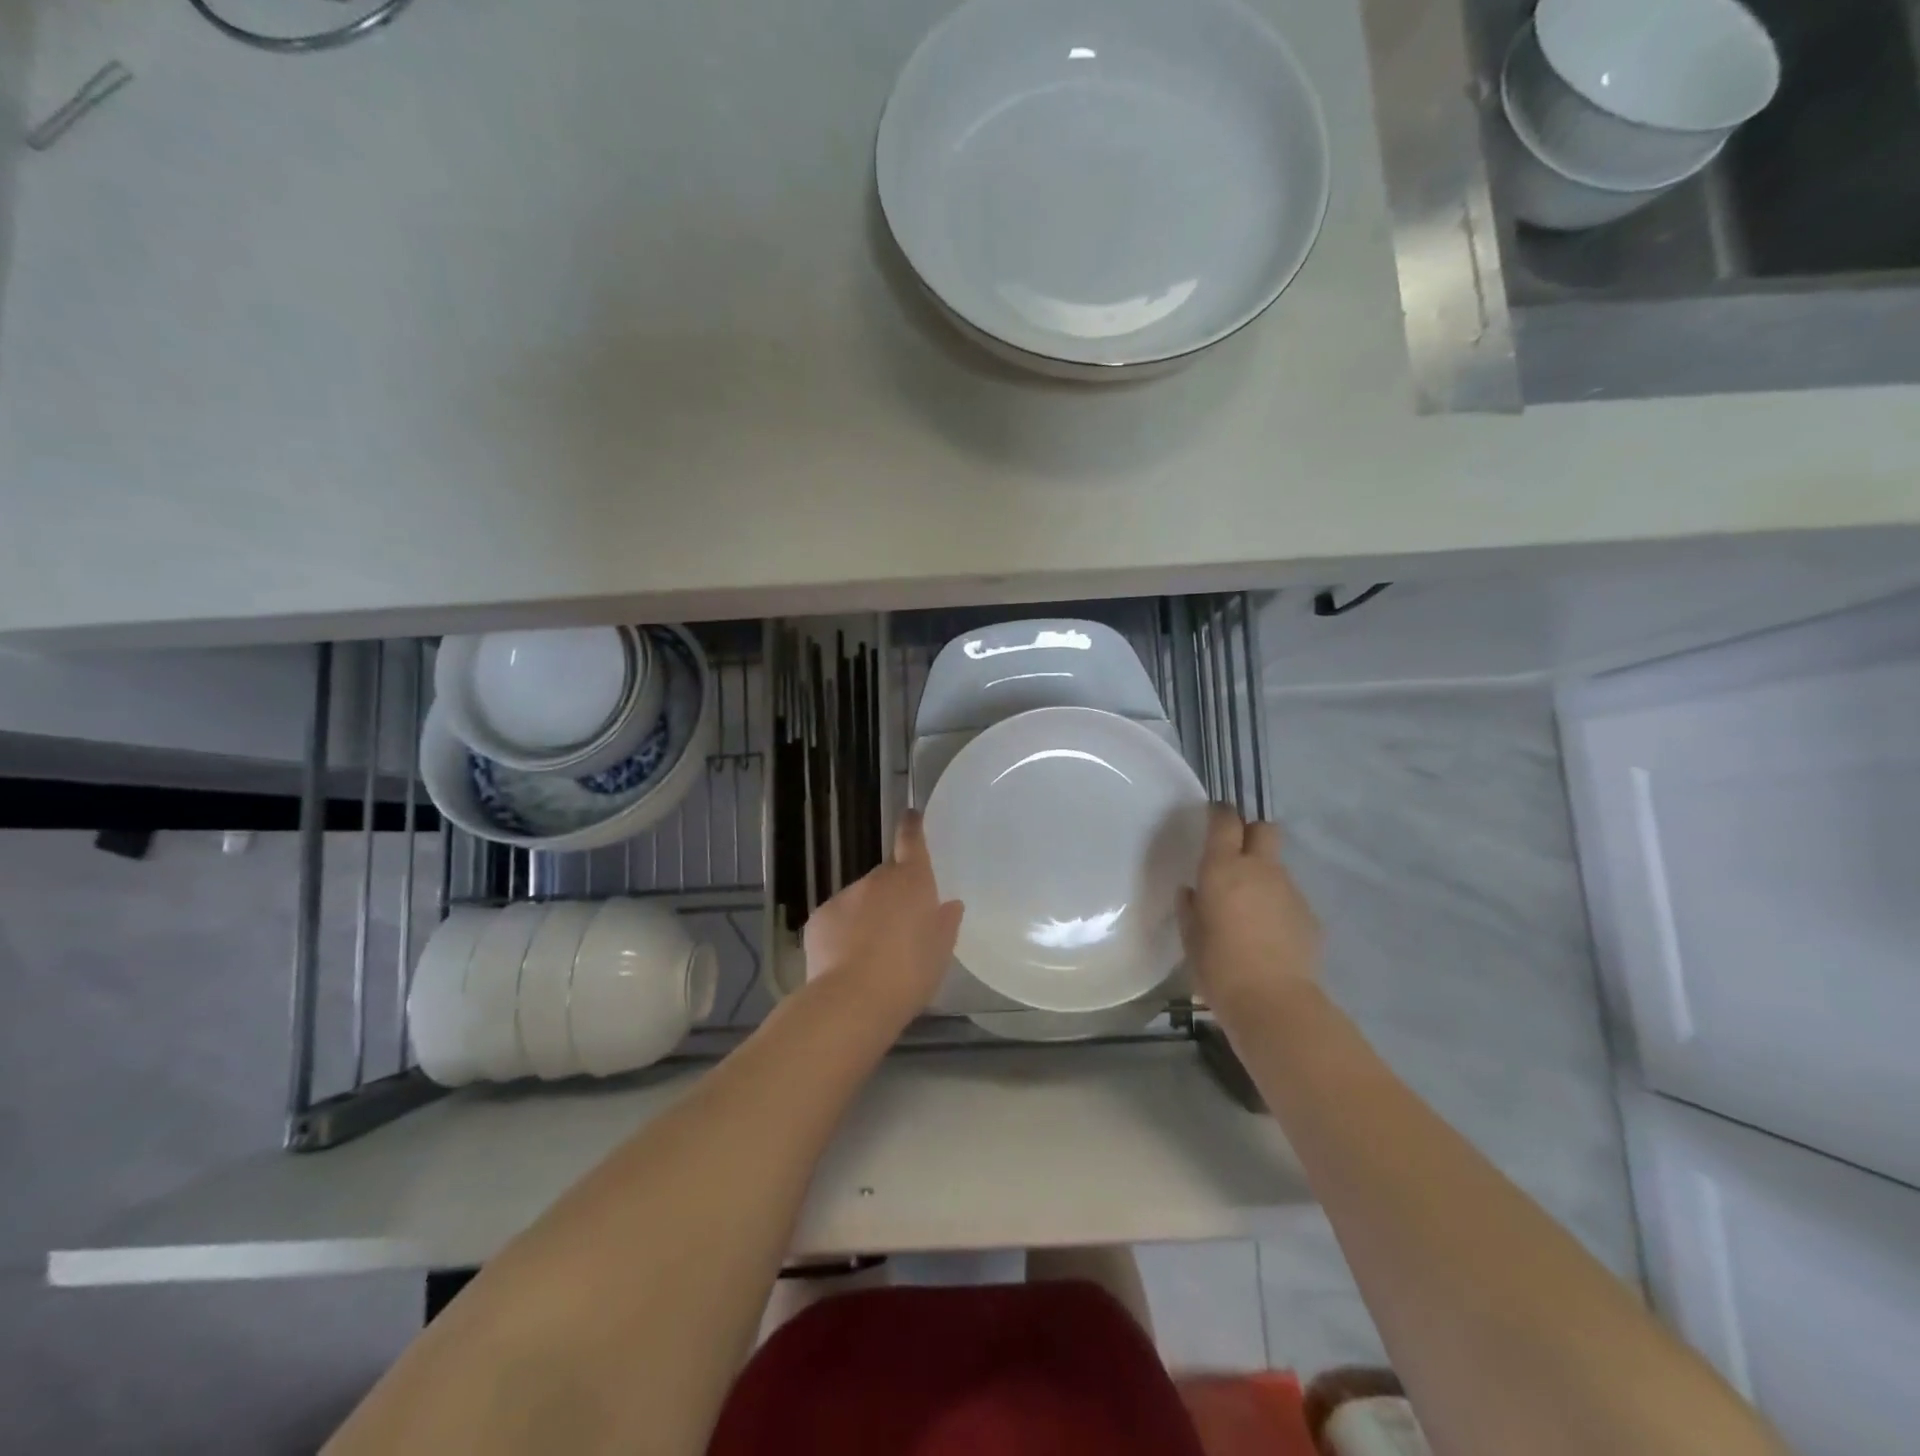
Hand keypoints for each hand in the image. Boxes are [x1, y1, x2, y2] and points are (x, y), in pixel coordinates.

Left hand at [802, 810, 964, 1025]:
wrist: (853, 1000)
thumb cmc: (909, 973)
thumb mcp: (941, 951)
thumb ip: (945, 922)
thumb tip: (949, 905)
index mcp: (912, 881)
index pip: (911, 841)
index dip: (912, 827)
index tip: (911, 816)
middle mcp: (876, 880)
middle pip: (887, 877)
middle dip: (893, 894)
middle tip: (901, 926)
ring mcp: (844, 896)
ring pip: (860, 899)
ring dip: (868, 915)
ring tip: (873, 952)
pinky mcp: (819, 918)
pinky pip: (837, 919)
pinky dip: (843, 932)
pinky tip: (847, 961)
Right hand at [1181, 804, 1321, 1016]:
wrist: (1274, 1002)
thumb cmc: (1219, 967)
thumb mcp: (1191, 937)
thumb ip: (1190, 908)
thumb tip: (1193, 892)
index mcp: (1223, 869)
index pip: (1225, 821)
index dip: (1219, 813)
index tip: (1212, 817)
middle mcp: (1260, 870)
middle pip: (1265, 829)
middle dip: (1251, 834)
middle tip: (1236, 855)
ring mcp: (1290, 890)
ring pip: (1277, 867)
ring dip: (1263, 876)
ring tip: (1249, 910)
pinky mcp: (1309, 914)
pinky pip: (1289, 897)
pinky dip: (1277, 906)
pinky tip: (1268, 935)